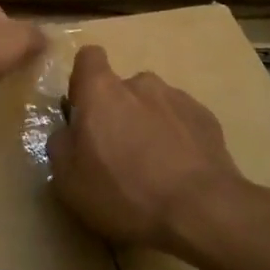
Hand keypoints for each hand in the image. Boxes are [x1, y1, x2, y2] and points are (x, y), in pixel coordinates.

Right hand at [49, 46, 248, 251]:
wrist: (201, 211)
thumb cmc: (124, 193)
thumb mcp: (69, 181)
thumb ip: (61, 145)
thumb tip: (69, 133)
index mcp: (102, 91)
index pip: (88, 58)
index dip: (83, 80)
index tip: (83, 111)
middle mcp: (140, 84)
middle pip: (122, 88)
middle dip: (118, 113)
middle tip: (118, 155)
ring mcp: (178, 98)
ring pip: (154, 105)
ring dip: (149, 126)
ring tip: (154, 168)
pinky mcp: (207, 119)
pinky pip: (182, 122)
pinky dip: (177, 139)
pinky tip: (179, 173)